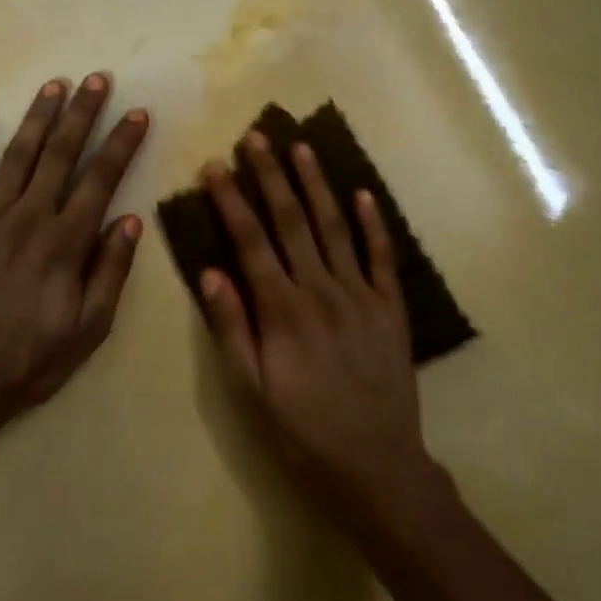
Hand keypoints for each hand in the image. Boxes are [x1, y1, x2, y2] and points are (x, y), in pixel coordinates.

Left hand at [0, 74, 148, 453]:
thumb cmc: (29, 360)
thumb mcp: (89, 329)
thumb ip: (110, 272)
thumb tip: (131, 221)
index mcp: (65, 243)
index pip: (101, 180)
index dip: (122, 143)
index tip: (137, 114)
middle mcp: (28, 218)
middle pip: (61, 154)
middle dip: (82, 113)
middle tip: (98, 78)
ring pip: (18, 155)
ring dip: (37, 117)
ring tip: (54, 84)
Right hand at [200, 133, 431, 517]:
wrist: (376, 464)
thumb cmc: (303, 430)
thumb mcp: (252, 389)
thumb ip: (231, 327)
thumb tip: (209, 270)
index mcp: (282, 310)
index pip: (251, 241)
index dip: (232, 200)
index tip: (216, 165)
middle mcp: (321, 290)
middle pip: (291, 221)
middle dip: (271, 176)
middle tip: (256, 136)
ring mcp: (361, 295)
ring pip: (335, 227)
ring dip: (316, 185)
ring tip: (301, 147)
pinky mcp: (391, 307)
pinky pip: (381, 256)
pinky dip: (373, 222)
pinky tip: (362, 193)